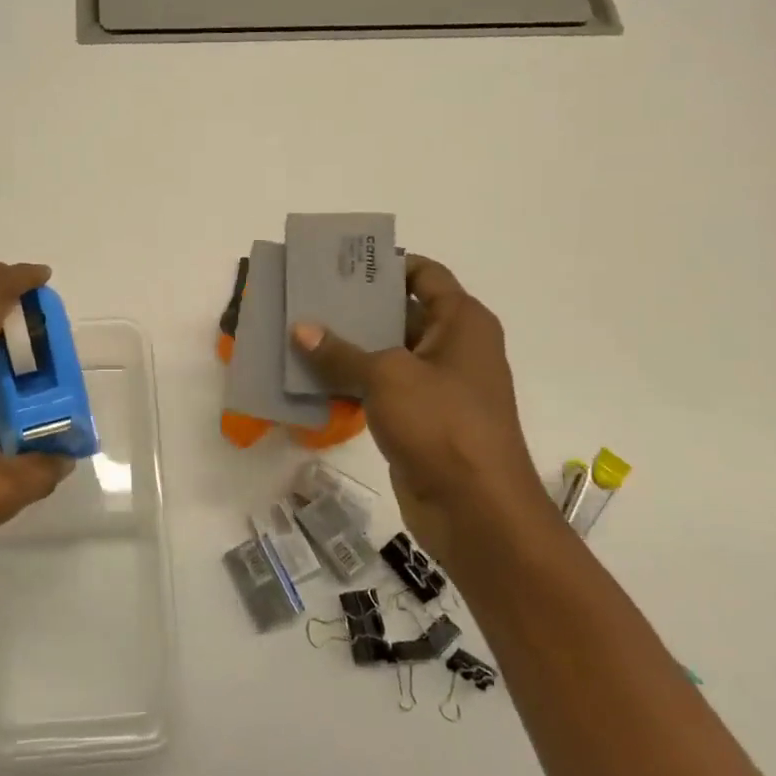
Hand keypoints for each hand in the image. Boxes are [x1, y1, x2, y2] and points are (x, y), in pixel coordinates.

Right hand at [290, 253, 538, 548]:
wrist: (476, 510)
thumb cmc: (442, 425)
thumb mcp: (386, 377)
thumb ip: (340, 352)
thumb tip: (301, 329)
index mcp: (461, 322)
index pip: (424, 274)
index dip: (385, 265)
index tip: (341, 264)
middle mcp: (452, 347)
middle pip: (399, 312)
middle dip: (355, 307)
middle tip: (306, 298)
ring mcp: (436, 386)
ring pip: (385, 354)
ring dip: (346, 348)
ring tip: (298, 334)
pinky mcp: (419, 419)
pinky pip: (379, 389)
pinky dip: (349, 383)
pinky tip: (310, 379)